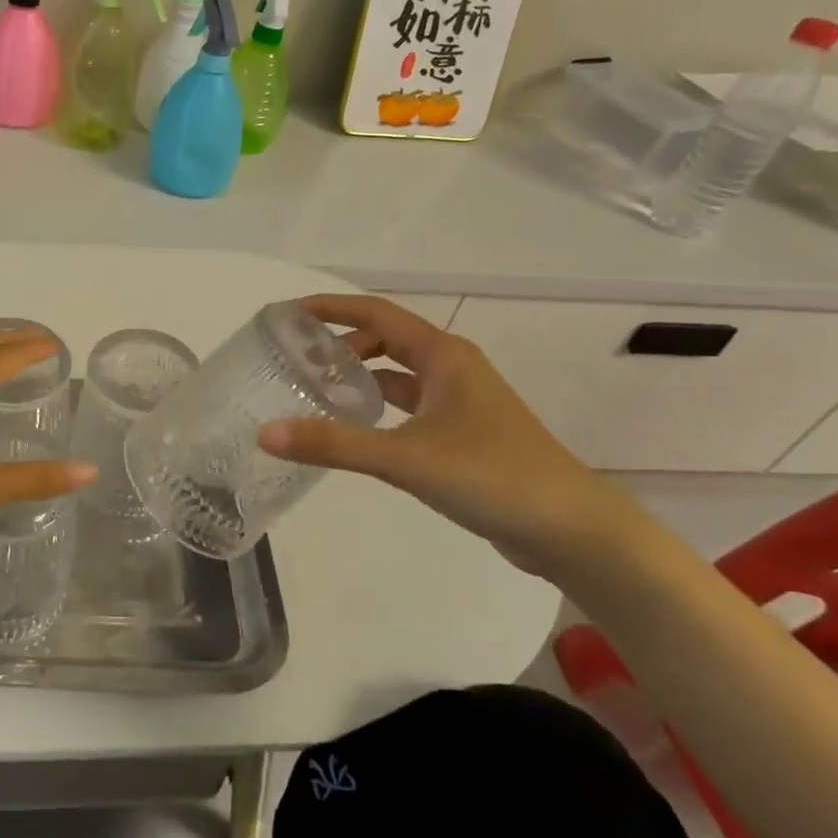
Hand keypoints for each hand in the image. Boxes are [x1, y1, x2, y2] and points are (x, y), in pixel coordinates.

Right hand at [256, 294, 648, 580]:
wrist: (573, 531)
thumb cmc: (491, 476)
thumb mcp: (404, 458)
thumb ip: (333, 444)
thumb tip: (264, 433)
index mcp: (443, 356)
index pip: (377, 313)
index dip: (334, 307)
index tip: (292, 311)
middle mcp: (453, 369)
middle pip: (387, 340)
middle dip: (343, 343)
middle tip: (299, 358)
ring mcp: (462, 403)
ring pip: (399, 374)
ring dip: (361, 375)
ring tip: (317, 388)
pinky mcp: (465, 435)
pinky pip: (410, 405)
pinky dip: (379, 406)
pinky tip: (358, 427)